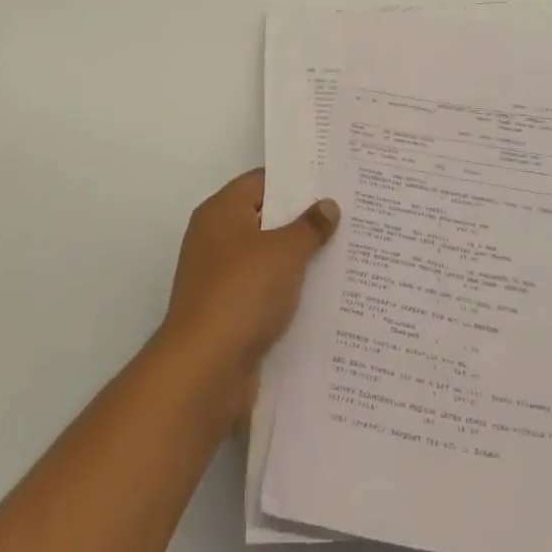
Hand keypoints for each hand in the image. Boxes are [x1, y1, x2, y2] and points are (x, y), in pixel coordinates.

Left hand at [161, 170, 338, 419]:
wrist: (204, 371)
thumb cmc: (242, 293)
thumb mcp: (284, 251)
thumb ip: (309, 226)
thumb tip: (327, 205)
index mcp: (221, 212)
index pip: (262, 181)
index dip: (296, 180)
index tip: (332, 182)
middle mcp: (216, 240)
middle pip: (265, 219)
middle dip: (303, 221)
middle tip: (347, 216)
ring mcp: (220, 280)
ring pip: (267, 260)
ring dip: (298, 261)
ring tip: (344, 254)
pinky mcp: (228, 315)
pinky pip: (264, 293)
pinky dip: (288, 294)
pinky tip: (323, 297)